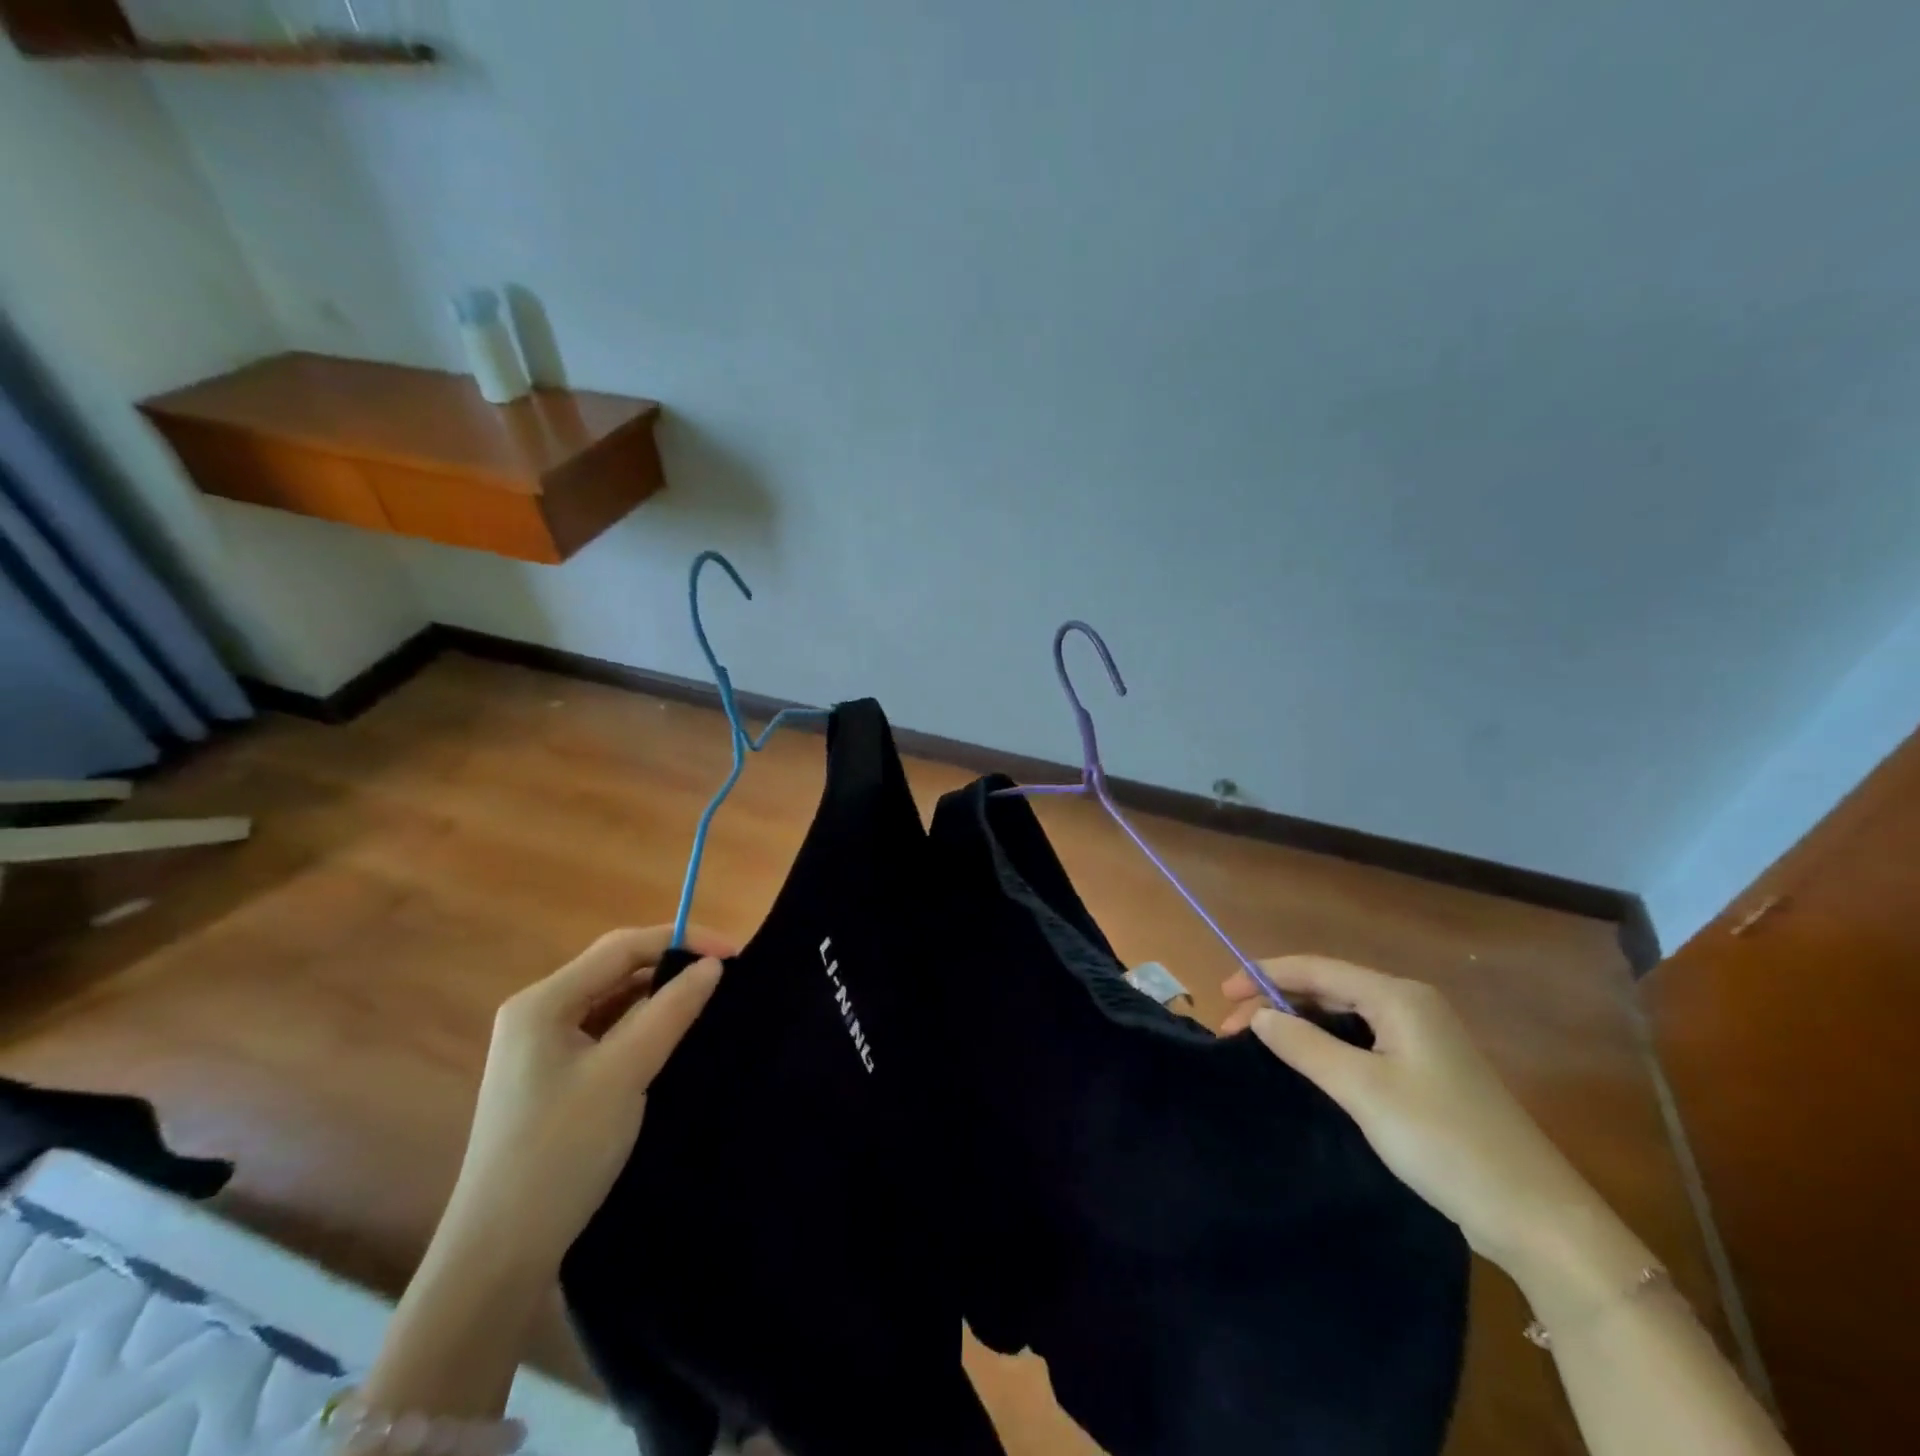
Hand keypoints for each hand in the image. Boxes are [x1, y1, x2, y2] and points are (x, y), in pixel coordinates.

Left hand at [439, 925, 735, 1278]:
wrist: (499, 1257)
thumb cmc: (560, 1153)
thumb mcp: (624, 1074)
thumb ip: (671, 1011)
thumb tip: (713, 965)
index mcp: (542, 1003)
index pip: (623, 947)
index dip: (682, 940)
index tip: (735, 953)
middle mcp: (537, 1015)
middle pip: (616, 969)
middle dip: (671, 964)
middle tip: (725, 975)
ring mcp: (542, 1050)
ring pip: (613, 1001)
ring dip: (659, 996)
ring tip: (707, 1000)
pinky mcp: (554, 1080)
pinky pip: (607, 1033)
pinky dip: (643, 1026)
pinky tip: (672, 1038)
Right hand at [1221, 956, 1605, 1275]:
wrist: (1536, 1217)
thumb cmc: (1444, 1141)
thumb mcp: (1363, 1090)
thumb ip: (1305, 1045)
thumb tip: (1259, 1016)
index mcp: (1398, 997)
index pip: (1315, 968)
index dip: (1263, 975)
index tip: (1221, 995)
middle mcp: (1410, 1005)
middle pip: (1328, 987)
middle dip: (1277, 1001)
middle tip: (1232, 1029)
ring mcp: (1422, 1037)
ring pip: (1344, 1013)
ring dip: (1299, 1022)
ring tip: (1259, 1042)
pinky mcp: (1426, 1069)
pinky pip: (1361, 1039)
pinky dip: (1325, 1043)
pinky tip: (1306, 1061)